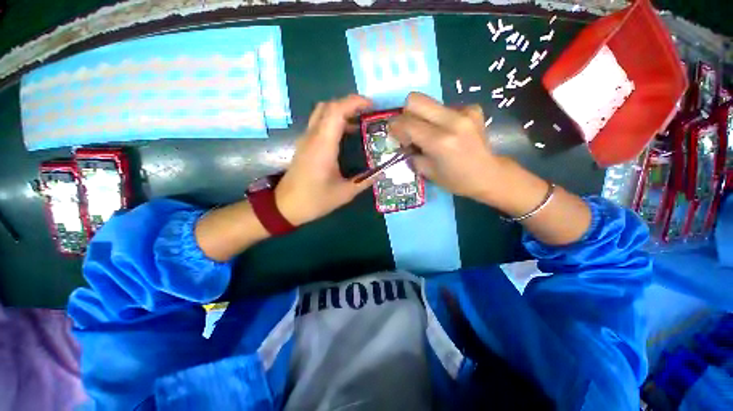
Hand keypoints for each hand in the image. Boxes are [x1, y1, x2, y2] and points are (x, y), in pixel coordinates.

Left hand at [275, 95, 377, 225]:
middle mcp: (313, 137)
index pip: (336, 111)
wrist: (285, 206)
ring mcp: (306, 139)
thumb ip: (365, 181)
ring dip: (341, 112)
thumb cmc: (315, 200)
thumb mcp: (344, 193)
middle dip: (349, 104)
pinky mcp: (305, 145)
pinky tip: (346, 136)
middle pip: (328, 106)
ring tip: (360, 123)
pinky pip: (319, 124)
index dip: (354, 102)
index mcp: (323, 146)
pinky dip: (334, 122)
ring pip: (322, 113)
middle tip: (368, 113)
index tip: (372, 105)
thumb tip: (382, 172)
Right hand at [391, 92, 590, 245]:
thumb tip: (403, 139)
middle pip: (415, 99)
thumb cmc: (456, 180)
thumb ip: (411, 153)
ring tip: (429, 133)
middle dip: (406, 113)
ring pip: (429, 102)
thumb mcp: (427, 172)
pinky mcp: (473, 109)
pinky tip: (447, 131)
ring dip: (422, 116)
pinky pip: (444, 107)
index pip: (406, 122)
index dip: (395, 126)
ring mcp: (465, 112)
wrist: (489, 174)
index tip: (395, 134)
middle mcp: (452, 121)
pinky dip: (439, 118)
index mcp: (439, 141)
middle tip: (409, 130)